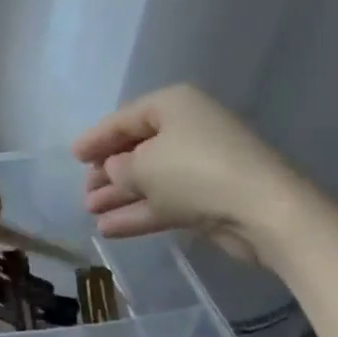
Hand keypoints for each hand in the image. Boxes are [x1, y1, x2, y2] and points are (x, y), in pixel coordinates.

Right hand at [71, 85, 305, 265]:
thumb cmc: (195, 172)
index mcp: (172, 106)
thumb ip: (118, 168)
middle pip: (137, 149)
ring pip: (150, 179)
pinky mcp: (211, 199)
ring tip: (89, 212)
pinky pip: (165, 201)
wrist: (264, 213)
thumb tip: (115, 171)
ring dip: (119, 195)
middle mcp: (188, 130)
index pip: (123, 119)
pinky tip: (109, 229)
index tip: (73, 156)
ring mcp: (201, 166)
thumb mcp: (142, 167)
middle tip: (83, 189)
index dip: (95, 138)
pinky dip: (138, 213)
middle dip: (107, 172)